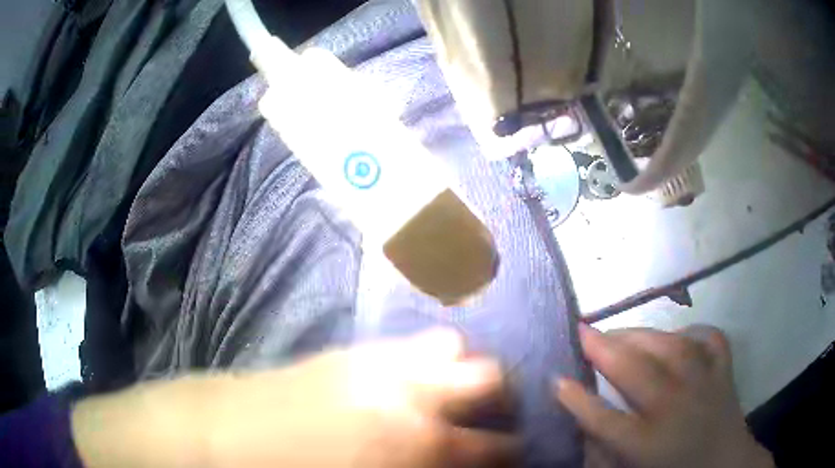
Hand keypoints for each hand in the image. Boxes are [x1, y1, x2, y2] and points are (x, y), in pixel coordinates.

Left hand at [72, 330, 517, 467]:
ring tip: (462, 394)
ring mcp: (382, 363)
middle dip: (504, 402)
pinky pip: (414, 343)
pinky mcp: (353, 349)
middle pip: (493, 381)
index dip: (512, 450)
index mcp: (417, 446)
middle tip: (498, 419)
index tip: (515, 451)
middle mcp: (413, 396)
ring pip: (457, 351)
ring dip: (469, 374)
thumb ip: (425, 467)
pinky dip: (433, 357)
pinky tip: (425, 373)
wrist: (221, 435)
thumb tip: (455, 460)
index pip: (496, 446)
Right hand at [556, 325, 773, 467]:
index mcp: (648, 445)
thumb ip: (603, 452)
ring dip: (642, 333)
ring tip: (621, 329)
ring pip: (673, 347)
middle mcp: (676, 410)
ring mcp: (705, 385)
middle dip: (604, 349)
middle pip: (636, 373)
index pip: (604, 419)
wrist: (724, 467)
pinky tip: (679, 335)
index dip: (576, 399)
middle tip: (583, 330)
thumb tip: (580, 424)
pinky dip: (694, 331)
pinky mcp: (724, 372)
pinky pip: (710, 340)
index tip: (556, 379)